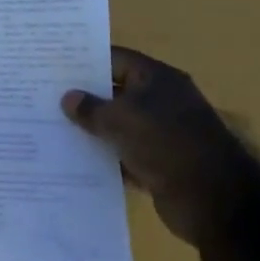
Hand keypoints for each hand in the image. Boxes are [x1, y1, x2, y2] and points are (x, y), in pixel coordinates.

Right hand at [61, 47, 252, 245]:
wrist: (214, 201)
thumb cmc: (166, 144)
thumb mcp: (121, 120)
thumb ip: (91, 108)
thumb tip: (68, 98)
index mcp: (157, 79)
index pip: (116, 59)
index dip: (86, 61)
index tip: (54, 65)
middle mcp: (161, 102)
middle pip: (116, 93)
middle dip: (85, 97)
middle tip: (46, 96)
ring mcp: (162, 135)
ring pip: (118, 127)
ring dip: (92, 130)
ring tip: (52, 127)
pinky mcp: (159, 165)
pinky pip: (124, 156)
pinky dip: (105, 159)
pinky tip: (74, 160)